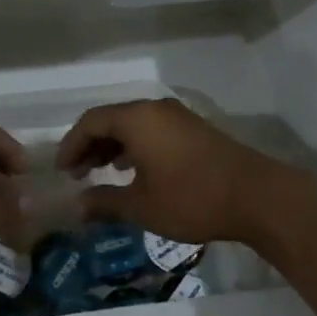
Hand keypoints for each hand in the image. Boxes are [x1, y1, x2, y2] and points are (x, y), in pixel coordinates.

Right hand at [55, 98, 294, 246]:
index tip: (62, 171)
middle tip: (77, 174)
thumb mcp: (142, 206)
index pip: (91, 121)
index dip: (72, 144)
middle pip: (111, 119)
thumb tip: (77, 206)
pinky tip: (135, 171)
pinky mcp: (193, 129)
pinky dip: (135, 146)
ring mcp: (177, 117)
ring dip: (113, 146)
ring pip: (133, 124)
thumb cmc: (191, 198)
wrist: (254, 195)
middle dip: (90, 145)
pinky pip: (152, 130)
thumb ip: (105, 202)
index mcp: (137, 119)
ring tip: (101, 173)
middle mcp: (155, 109)